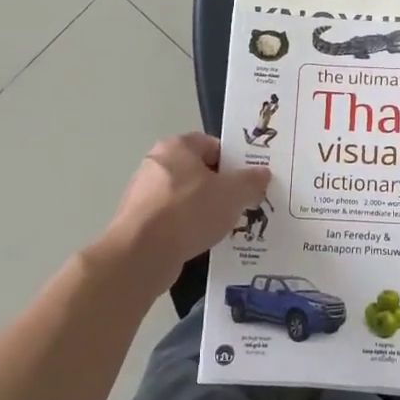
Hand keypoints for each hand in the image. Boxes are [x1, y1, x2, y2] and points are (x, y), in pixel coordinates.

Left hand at [93, 134, 270, 296]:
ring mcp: (143, 194)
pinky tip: (200, 244)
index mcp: (177, 147)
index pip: (212, 145)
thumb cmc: (189, 211)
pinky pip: (171, 221)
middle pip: (198, 172)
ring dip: (203, 211)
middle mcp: (156, 164)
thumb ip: (251, 181)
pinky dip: (186, 230)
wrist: (141, 254)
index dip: (233, 162)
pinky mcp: (137, 223)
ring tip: (223, 229)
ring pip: (185, 198)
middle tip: (239, 206)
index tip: (247, 182)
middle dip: (220, 189)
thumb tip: (262, 173)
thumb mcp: (232, 193)